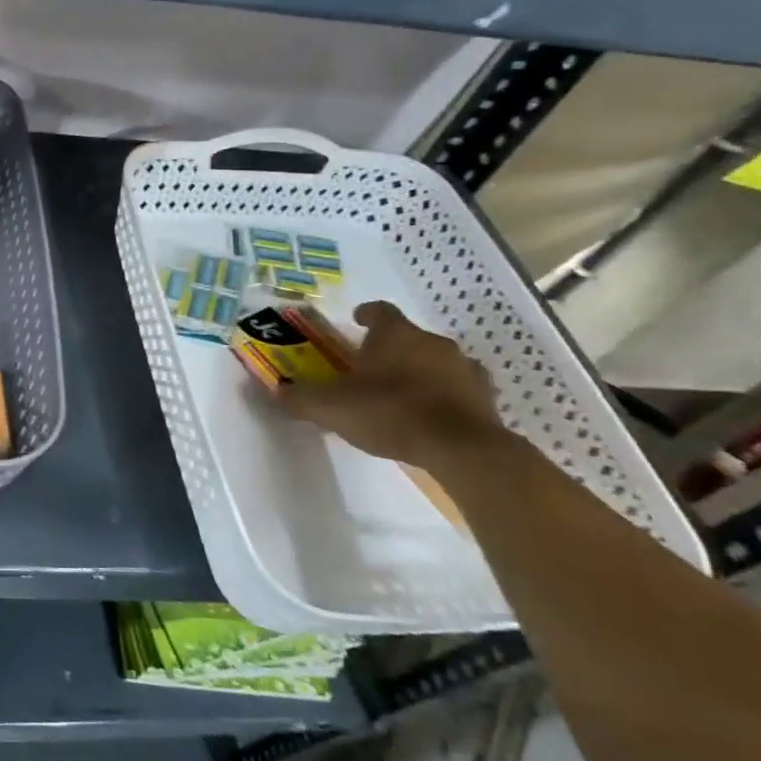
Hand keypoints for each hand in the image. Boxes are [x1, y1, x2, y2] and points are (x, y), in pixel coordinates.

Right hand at [278, 301, 506, 472]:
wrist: (462, 449)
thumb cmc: (391, 413)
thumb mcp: (331, 408)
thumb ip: (300, 399)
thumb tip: (274, 392)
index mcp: (396, 334)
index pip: (380, 311)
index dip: (366, 314)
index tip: (356, 321)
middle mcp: (433, 342)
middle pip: (409, 337)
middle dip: (391, 348)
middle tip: (371, 368)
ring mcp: (465, 369)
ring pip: (437, 362)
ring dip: (421, 371)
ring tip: (402, 394)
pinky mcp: (486, 398)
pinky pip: (460, 390)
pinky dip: (445, 397)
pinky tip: (432, 416)